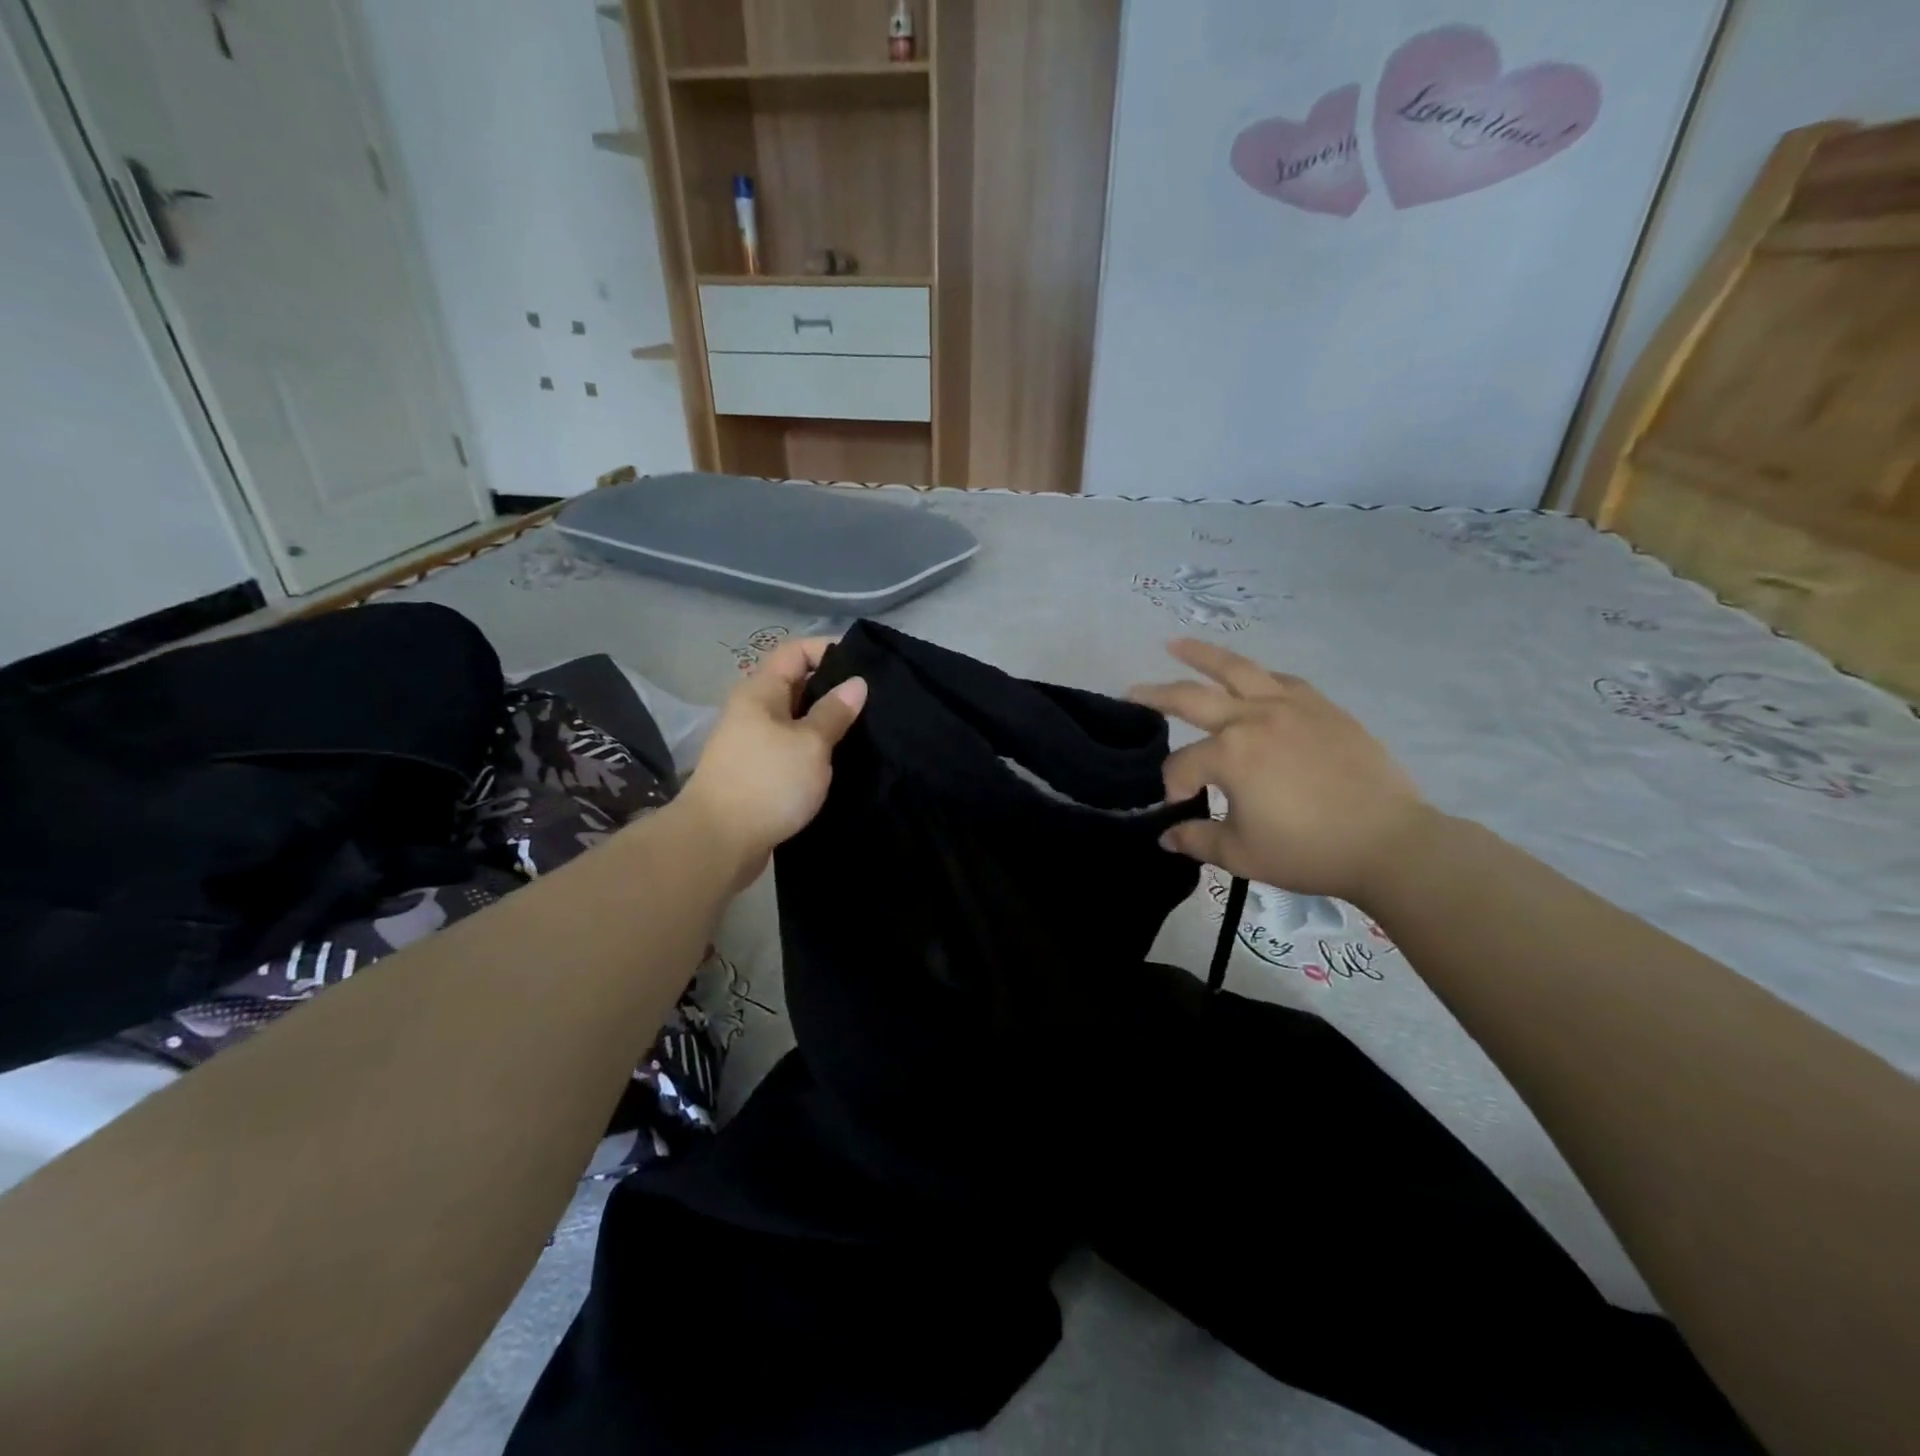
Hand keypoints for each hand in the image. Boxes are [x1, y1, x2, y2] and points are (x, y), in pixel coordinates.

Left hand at [679, 638, 866, 885]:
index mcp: (760, 692)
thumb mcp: (810, 744)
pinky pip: (791, 748)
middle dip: (833, 689)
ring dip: (826, 723)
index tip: (864, 666)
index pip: (795, 651)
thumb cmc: (767, 782)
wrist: (717, 842)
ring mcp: (753, 743)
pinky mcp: (757, 772)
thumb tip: (856, 683)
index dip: (828, 650)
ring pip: (796, 720)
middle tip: (874, 702)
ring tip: (865, 731)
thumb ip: (834, 712)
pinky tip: (840, 761)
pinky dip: (814, 750)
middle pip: (797, 684)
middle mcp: (753, 710)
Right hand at [1129, 639, 1429, 902]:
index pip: (1182, 764)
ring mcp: (1291, 706)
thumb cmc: (1308, 851)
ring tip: (1175, 644)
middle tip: (1131, 690)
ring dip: (1201, 655)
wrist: (1389, 842)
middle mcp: (1254, 718)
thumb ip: (1196, 839)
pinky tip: (1250, 677)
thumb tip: (1166, 836)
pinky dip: (1257, 676)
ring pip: (1236, 670)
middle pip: (1192, 697)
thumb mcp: (1241, 854)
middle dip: (1156, 695)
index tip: (1180, 807)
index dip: (1173, 787)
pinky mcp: (1322, 707)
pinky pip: (1281, 680)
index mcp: (1230, 754)